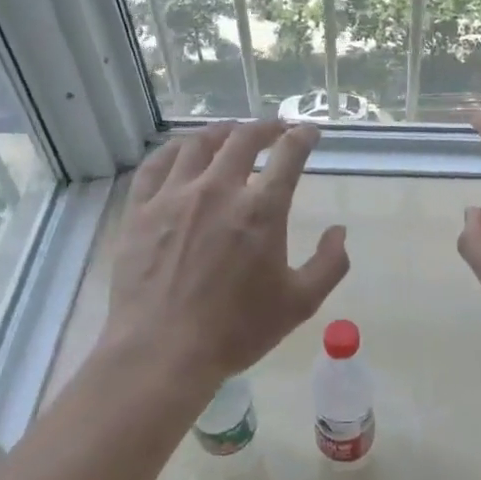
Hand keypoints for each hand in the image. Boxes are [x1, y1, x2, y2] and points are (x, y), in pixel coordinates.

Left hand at [104, 120, 348, 394]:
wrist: (162, 352)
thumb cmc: (236, 331)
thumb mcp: (300, 304)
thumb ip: (329, 264)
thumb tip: (339, 231)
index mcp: (261, 210)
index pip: (289, 155)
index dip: (303, 137)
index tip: (309, 131)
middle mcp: (218, 190)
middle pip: (243, 139)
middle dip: (265, 128)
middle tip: (275, 129)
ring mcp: (174, 196)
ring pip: (198, 144)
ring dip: (221, 132)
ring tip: (230, 134)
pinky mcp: (141, 210)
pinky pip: (156, 165)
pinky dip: (173, 150)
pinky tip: (181, 151)